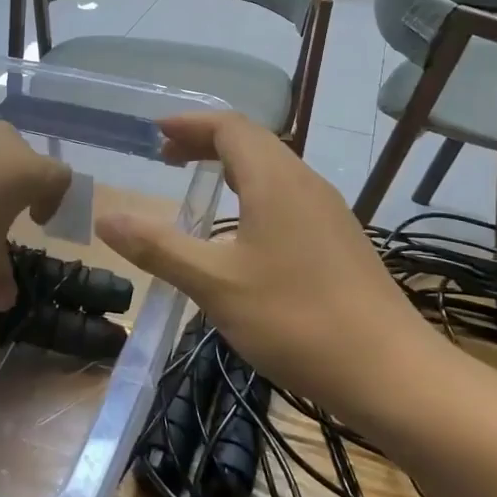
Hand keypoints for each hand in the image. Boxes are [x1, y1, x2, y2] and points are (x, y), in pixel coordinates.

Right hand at [97, 113, 419, 406]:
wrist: (391, 372)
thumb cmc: (296, 320)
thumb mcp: (215, 285)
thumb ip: (158, 247)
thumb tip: (106, 218)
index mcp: (275, 179)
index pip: (229, 126)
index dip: (189, 124)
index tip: (154, 133)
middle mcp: (304, 182)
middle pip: (252, 141)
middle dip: (206, 142)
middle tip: (167, 159)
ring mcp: (328, 210)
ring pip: (273, 168)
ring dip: (231, 166)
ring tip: (200, 186)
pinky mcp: (339, 238)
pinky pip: (288, 194)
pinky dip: (253, 191)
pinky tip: (243, 230)